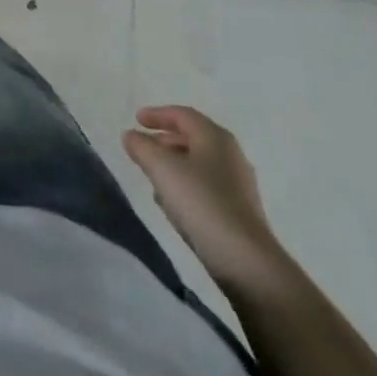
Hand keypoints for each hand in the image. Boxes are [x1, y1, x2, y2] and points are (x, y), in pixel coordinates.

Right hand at [123, 105, 286, 291]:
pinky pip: (206, 187)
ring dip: (174, 164)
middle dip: (164, 139)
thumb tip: (131, 135)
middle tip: (142, 147)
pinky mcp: (239, 211)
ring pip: (198, 163)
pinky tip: (172, 202)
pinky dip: (186, 185)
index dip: (157, 114)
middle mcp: (230, 155)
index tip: (136, 120)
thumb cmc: (201, 202)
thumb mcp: (162, 168)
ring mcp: (238, 185)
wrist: (246, 262)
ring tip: (152, 175)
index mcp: (215, 137)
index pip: (182, 115)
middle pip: (192, 137)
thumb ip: (141, 147)